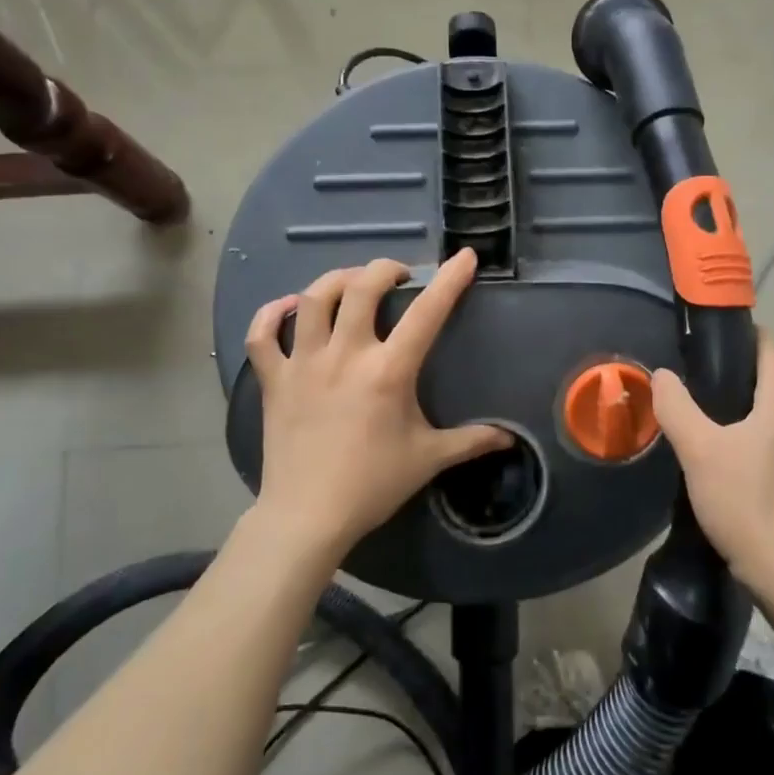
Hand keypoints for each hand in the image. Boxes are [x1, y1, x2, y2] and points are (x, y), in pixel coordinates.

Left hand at [242, 249, 509, 556]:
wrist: (307, 516)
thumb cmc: (372, 484)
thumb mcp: (429, 459)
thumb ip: (471, 441)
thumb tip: (510, 438)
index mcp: (388, 371)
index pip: (426, 313)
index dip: (449, 280)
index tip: (465, 257)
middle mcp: (344, 355)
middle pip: (361, 287)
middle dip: (386, 269)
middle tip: (400, 276)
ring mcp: (303, 363)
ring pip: (312, 298)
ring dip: (336, 280)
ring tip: (353, 284)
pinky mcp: (273, 379)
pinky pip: (263, 334)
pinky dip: (272, 313)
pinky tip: (289, 309)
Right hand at [652, 332, 773, 626]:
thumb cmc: (745, 501)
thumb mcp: (700, 450)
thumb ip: (677, 407)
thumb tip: (663, 376)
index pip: (770, 347)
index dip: (742, 333)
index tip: (706, 336)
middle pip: (769, 377)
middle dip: (732, 369)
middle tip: (690, 373)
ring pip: (768, 410)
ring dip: (737, 403)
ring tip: (696, 408)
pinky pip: (769, 437)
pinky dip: (744, 431)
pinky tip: (715, 449)